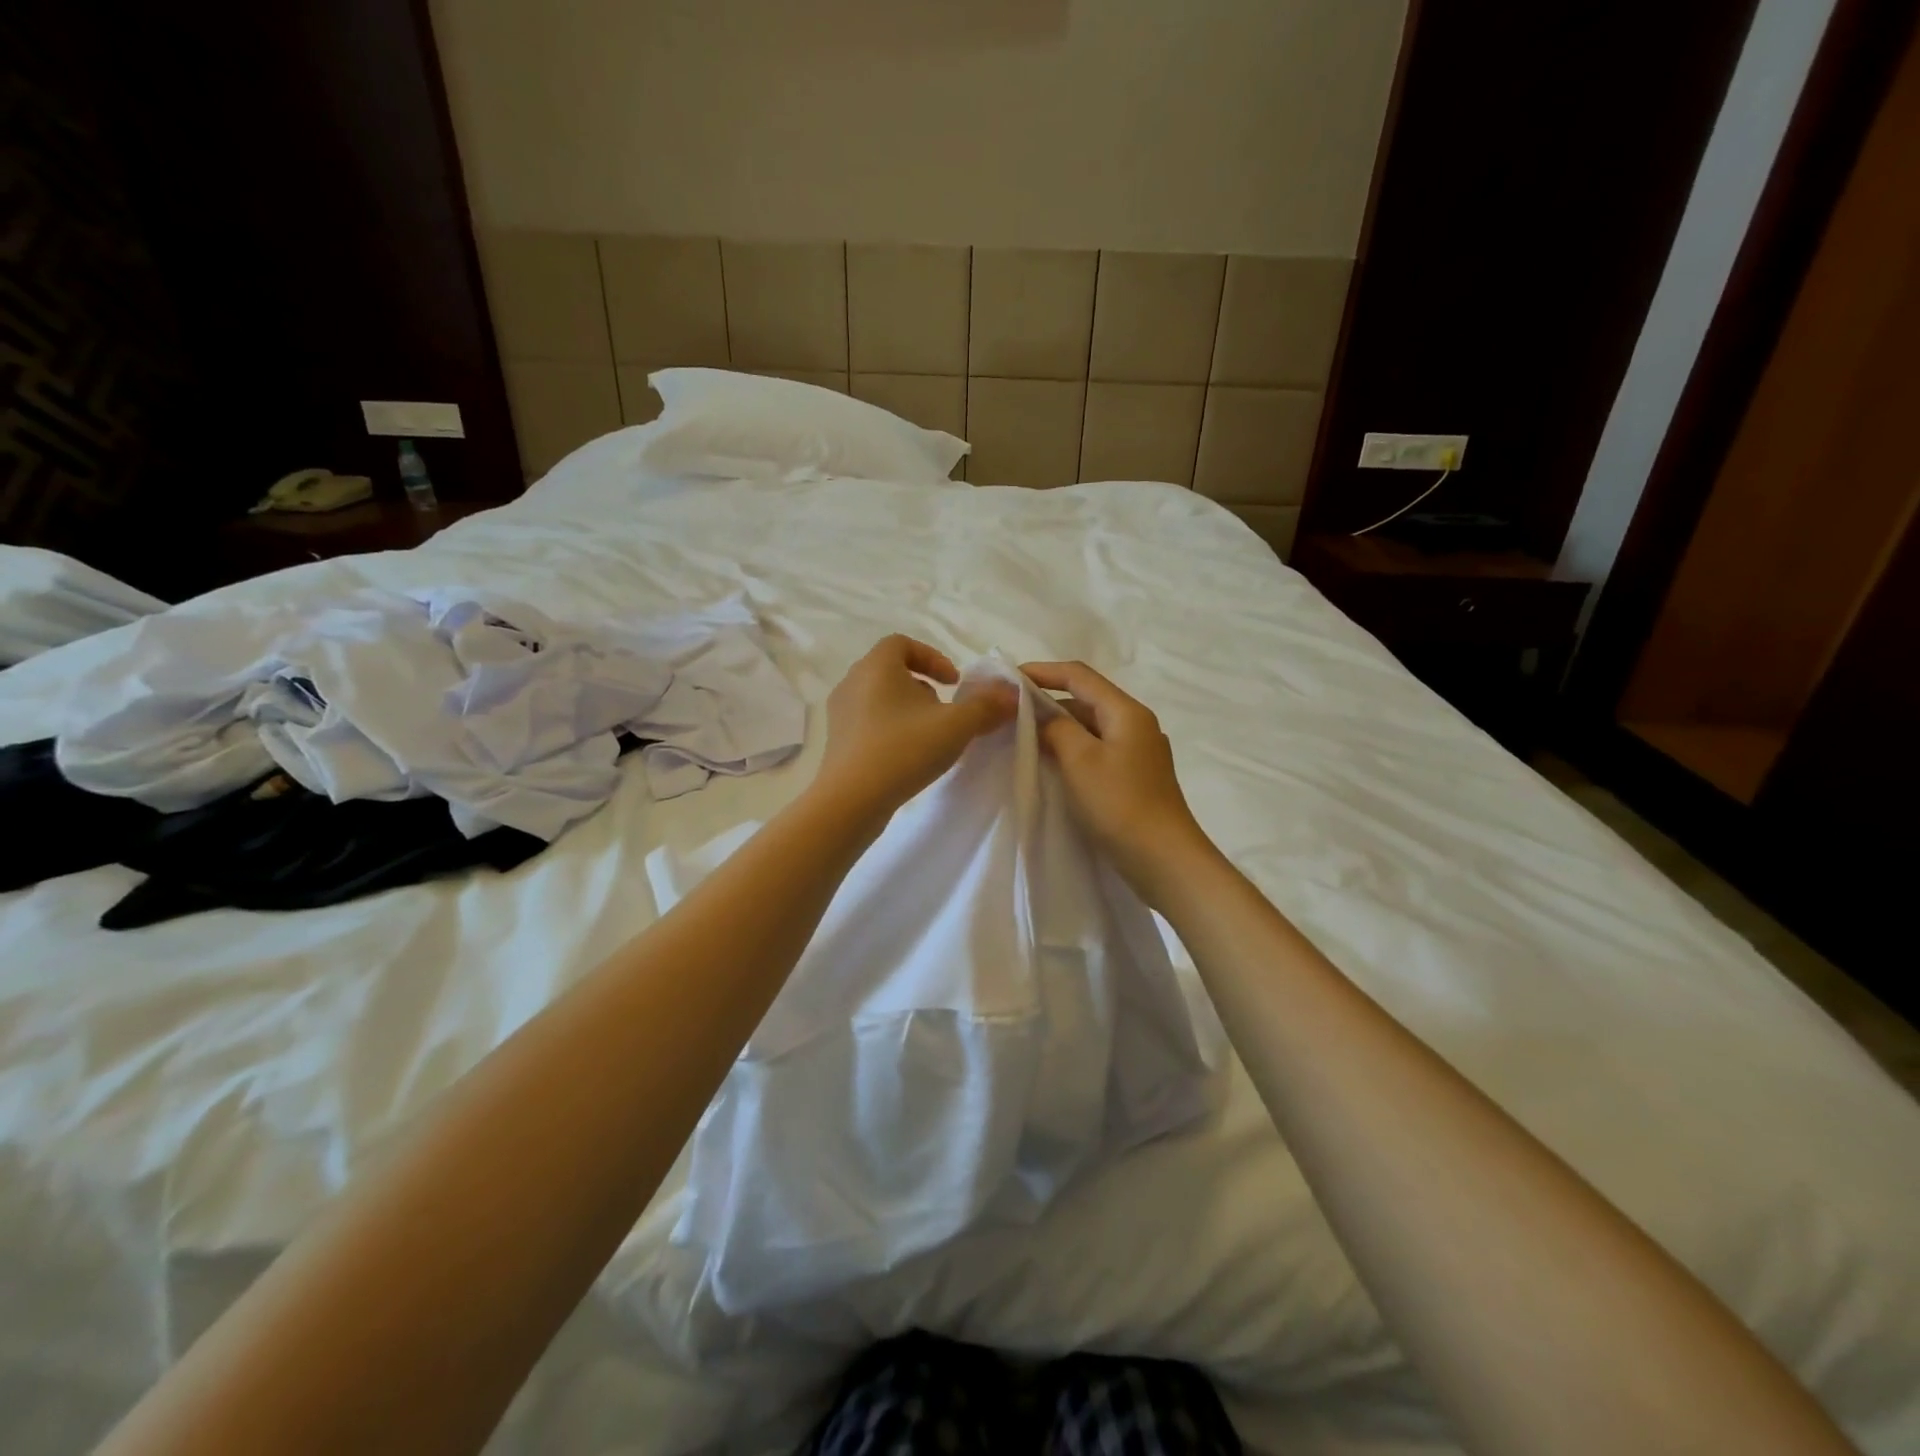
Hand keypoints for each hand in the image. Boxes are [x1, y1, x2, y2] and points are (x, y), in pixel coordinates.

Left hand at [816, 635, 1015, 818]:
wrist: (850, 801)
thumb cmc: (903, 750)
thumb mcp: (955, 726)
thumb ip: (987, 706)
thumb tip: (1011, 693)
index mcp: (876, 667)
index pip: (902, 643)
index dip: (932, 657)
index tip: (954, 683)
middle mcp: (853, 682)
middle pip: (892, 671)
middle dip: (924, 686)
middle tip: (945, 711)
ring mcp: (840, 713)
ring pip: (880, 698)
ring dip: (908, 709)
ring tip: (929, 736)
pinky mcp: (837, 741)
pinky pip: (869, 723)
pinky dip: (891, 729)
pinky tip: (908, 756)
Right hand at [1021, 661, 1217, 900]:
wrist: (1164, 859)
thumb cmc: (1120, 804)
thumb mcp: (1080, 760)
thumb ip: (1057, 729)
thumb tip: (1044, 718)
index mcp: (1126, 712)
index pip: (1079, 676)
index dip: (1043, 671)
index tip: (1009, 678)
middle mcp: (1136, 724)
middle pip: (1086, 699)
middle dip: (1048, 700)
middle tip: (1010, 711)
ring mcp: (1137, 752)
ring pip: (1091, 726)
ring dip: (1059, 727)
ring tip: (1023, 736)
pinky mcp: (1134, 777)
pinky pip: (1097, 750)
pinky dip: (1072, 749)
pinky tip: (1051, 763)